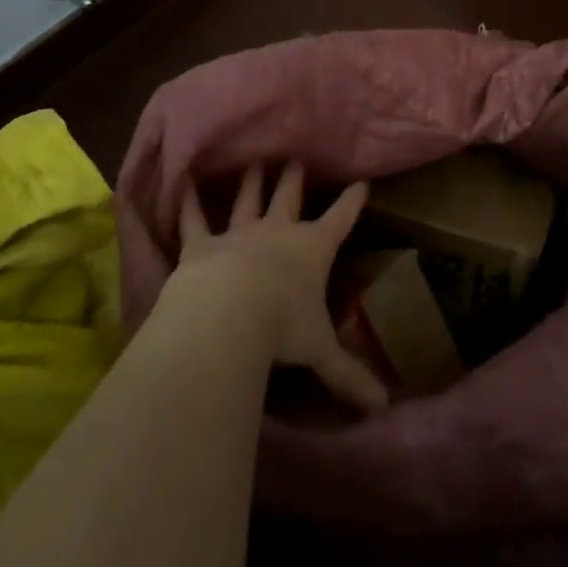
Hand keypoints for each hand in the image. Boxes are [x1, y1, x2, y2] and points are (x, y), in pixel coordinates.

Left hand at [175, 161, 388, 414]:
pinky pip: (194, 220)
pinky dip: (188, 203)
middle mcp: (277, 233)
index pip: (340, 220)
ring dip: (251, 181)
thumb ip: (348, 376)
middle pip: (289, 197)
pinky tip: (182, 183)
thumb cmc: (283, 327)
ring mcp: (237, 235)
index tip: (361, 182)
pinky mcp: (201, 245)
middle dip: (294, 179)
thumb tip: (384, 408)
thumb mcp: (321, 352)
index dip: (352, 201)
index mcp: (312, 250)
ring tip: (253, 162)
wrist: (229, 314)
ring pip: (247, 200)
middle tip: (295, 158)